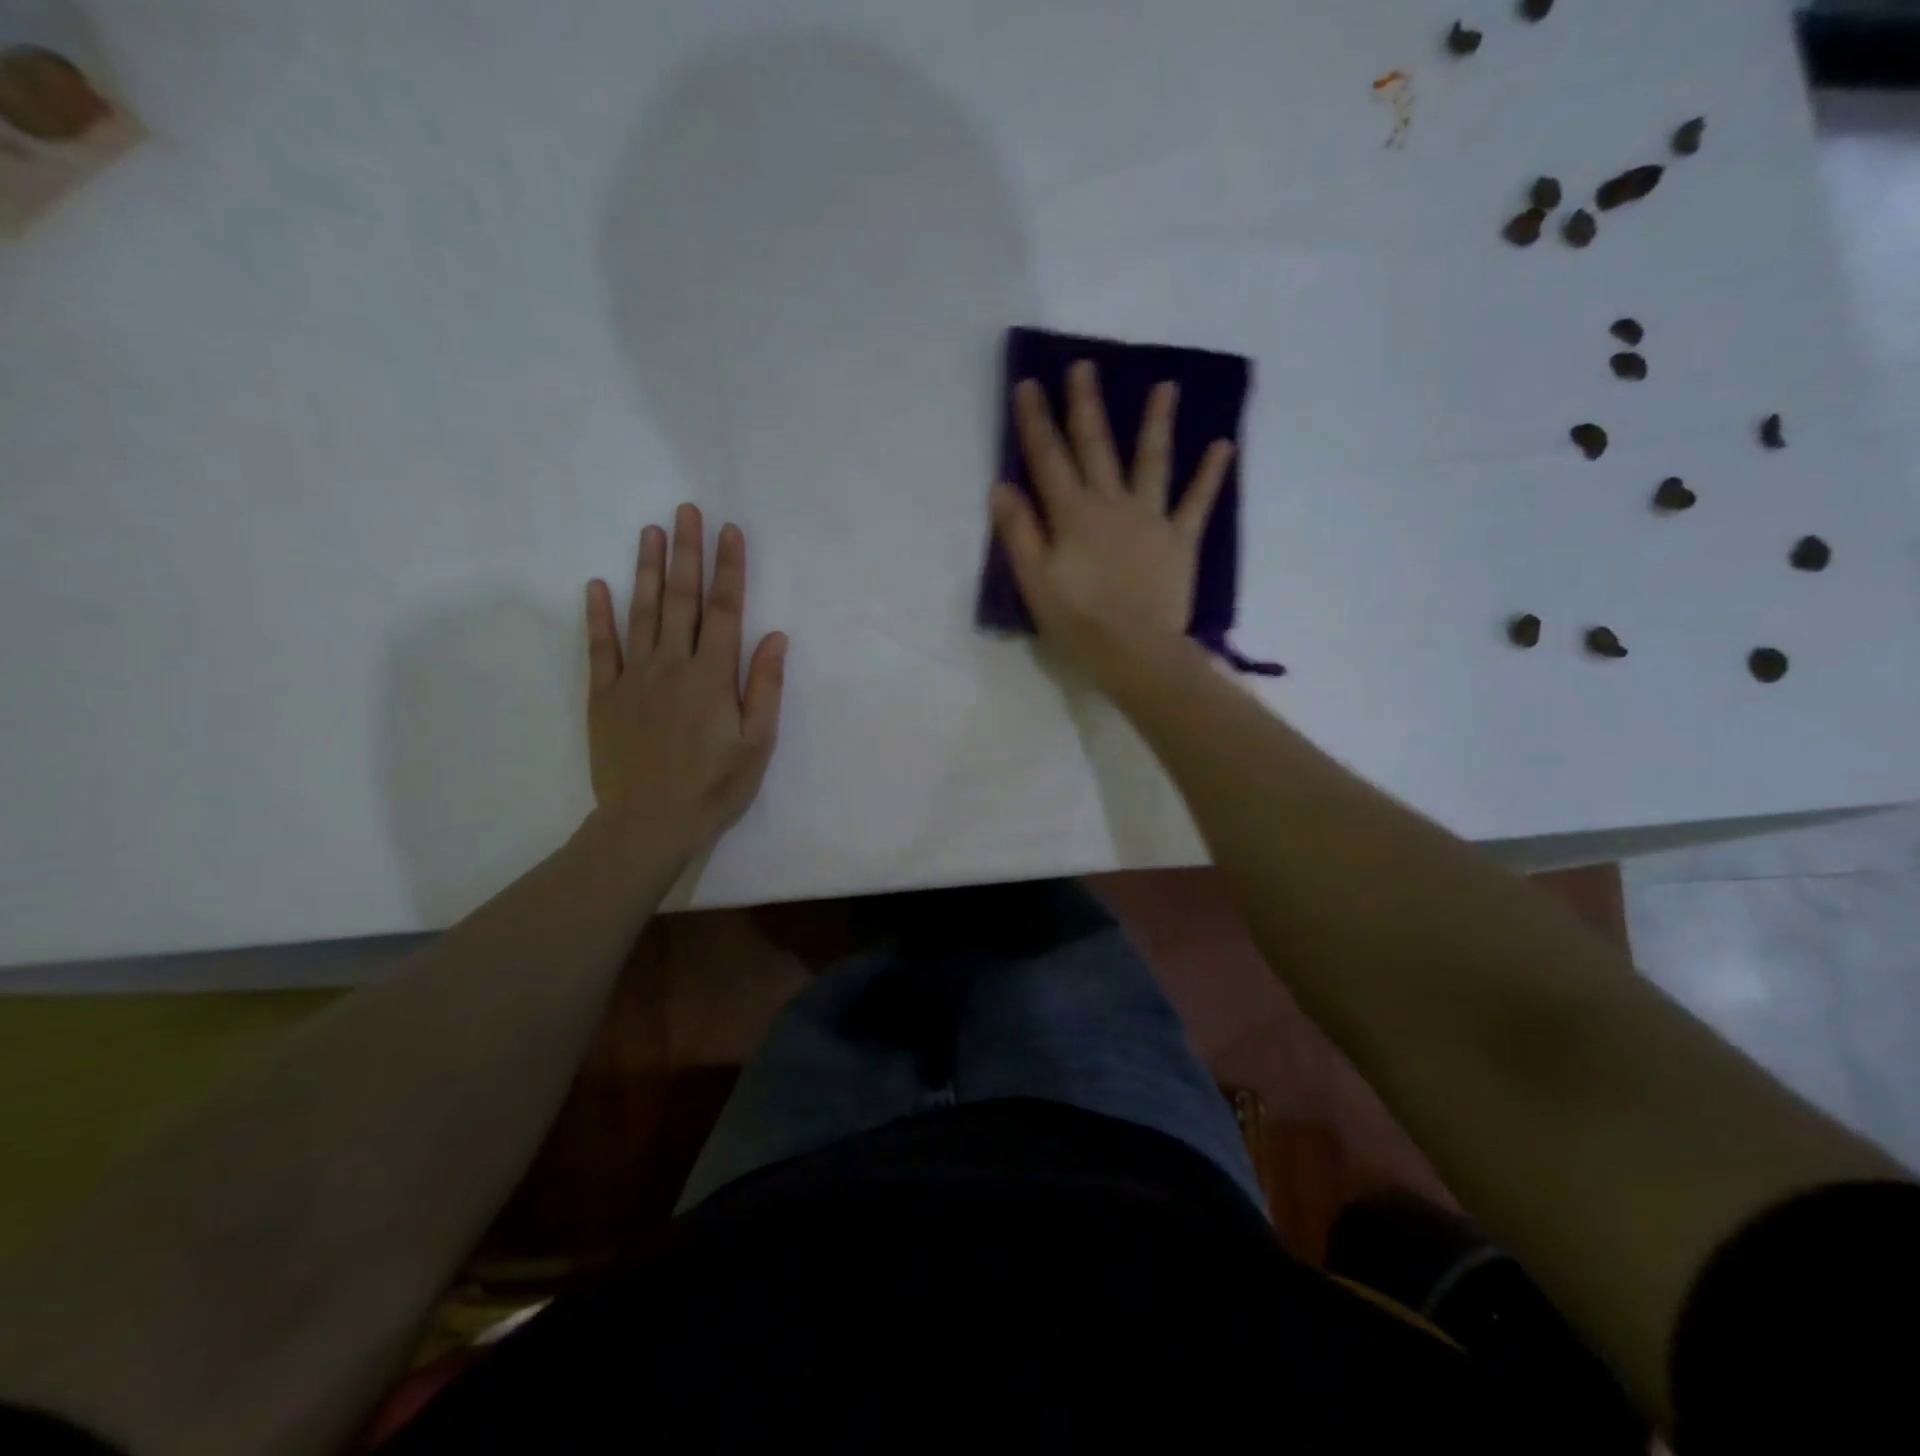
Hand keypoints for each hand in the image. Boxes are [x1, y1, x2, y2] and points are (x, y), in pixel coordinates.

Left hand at [585, 504, 786, 858]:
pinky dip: (597, 616)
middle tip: (686, 510)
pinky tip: (596, 586)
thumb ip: (764, 687)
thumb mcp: (757, 744)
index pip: (724, 611)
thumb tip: (774, 636)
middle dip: (686, 553)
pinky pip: (599, 648)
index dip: (729, 569)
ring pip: (641, 613)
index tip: (730, 531)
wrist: (648, 824)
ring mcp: (633, 679)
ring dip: (646, 570)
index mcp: (712, 677)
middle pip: (681, 600)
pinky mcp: (604, 697)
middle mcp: (672, 666)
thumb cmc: (714, 788)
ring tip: (651, 531)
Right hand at [990, 361, 1234, 689]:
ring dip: (1156, 422)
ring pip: (1152, 461)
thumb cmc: (1078, 623)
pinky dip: (1211, 474)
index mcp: (1072, 515)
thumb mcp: (1034, 582)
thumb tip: (1002, 485)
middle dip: (1086, 405)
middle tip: (1084, 365)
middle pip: (1096, 447)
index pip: (1048, 459)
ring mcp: (1150, 519)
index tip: (1029, 384)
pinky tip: (1223, 445)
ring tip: (1165, 386)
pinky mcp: (1180, 539)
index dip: (1035, 422)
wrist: (1135, 653)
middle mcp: (1112, 504)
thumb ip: (1019, 532)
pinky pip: (1196, 501)